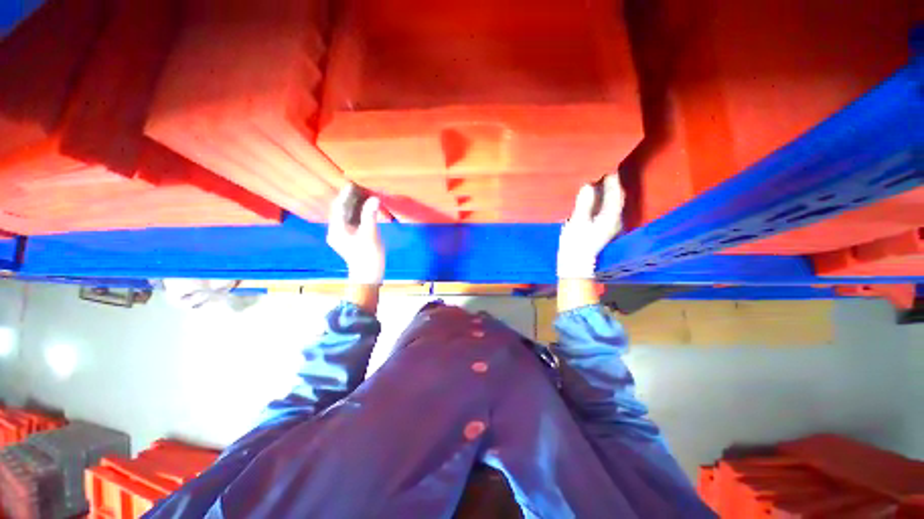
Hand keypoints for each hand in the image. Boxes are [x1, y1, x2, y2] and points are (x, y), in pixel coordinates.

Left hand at [327, 186, 384, 284]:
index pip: (339, 207)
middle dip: (351, 199)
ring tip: (366, 194)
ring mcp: (343, 234)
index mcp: (337, 229)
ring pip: (348, 215)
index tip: (353, 183)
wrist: (369, 274)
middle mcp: (336, 230)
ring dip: (356, 205)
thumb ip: (370, 215)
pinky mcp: (350, 237)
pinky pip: (353, 221)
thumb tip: (374, 199)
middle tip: (362, 187)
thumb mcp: (370, 234)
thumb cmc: (369, 255)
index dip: (345, 195)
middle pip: (342, 210)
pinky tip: (367, 207)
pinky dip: (360, 214)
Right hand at [557, 174, 624, 278]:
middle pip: (616, 198)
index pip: (615, 194)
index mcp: (610, 217)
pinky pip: (606, 209)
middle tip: (602, 171)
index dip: (612, 179)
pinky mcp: (603, 230)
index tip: (606, 166)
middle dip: (611, 184)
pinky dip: (602, 201)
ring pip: (612, 204)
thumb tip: (588, 186)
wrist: (575, 263)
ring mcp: (609, 226)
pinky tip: (594, 198)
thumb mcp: (578, 222)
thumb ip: (584, 203)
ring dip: (607, 192)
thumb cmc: (576, 243)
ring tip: (597, 181)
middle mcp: (614, 220)